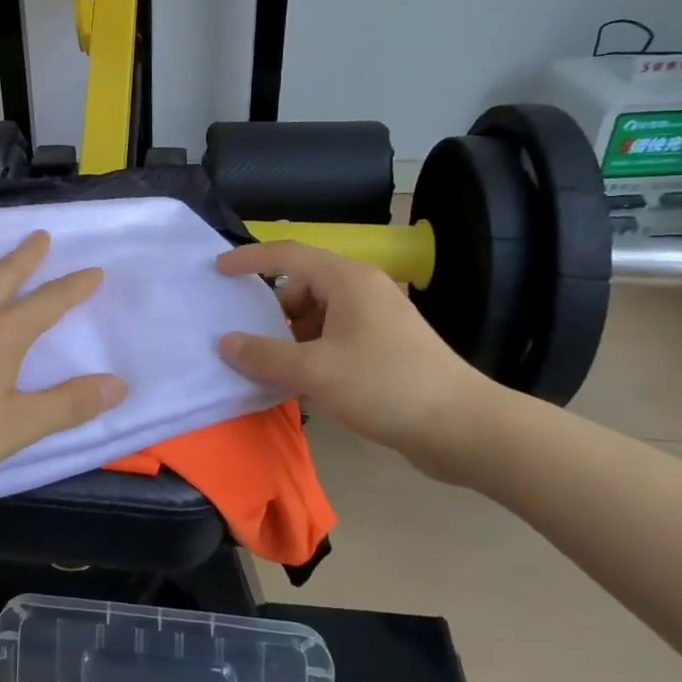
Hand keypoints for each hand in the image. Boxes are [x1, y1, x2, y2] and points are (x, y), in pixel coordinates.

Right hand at [215, 241, 493, 456]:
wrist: (463, 426)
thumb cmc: (385, 386)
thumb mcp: (314, 371)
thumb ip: (264, 356)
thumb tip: (225, 343)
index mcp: (347, 280)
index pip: (287, 255)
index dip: (249, 259)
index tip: (218, 272)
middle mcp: (363, 290)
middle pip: (302, 286)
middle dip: (271, 311)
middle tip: (245, 339)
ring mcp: (378, 319)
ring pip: (318, 316)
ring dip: (291, 337)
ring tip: (271, 368)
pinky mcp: (387, 347)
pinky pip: (335, 338)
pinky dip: (313, 353)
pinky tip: (302, 384)